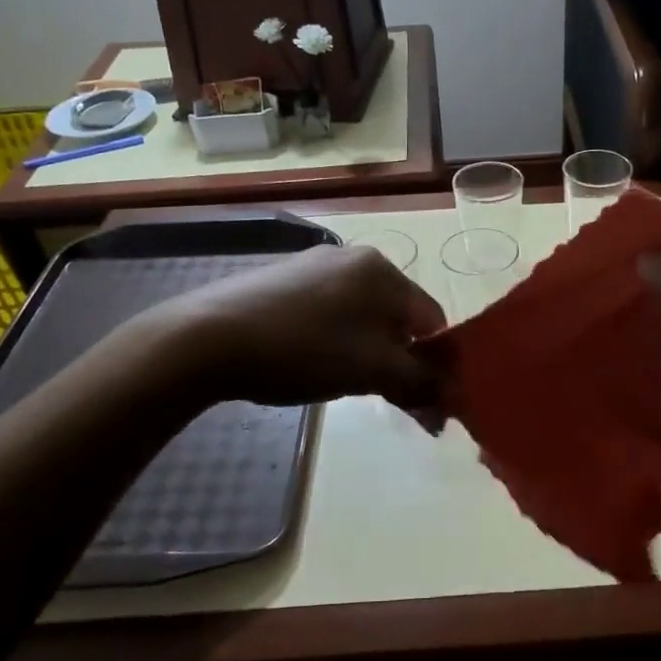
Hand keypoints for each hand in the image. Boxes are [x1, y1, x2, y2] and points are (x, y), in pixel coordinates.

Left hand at [140, 244, 445, 409]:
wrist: (207, 338)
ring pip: (363, 316)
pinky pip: (330, 312)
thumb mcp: (371, 371)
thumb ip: (420, 383)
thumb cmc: (303, 350)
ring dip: (369, 353)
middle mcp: (355, 257)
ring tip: (345, 383)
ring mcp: (315, 265)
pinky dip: (336, 340)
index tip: (428, 403)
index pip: (432, 320)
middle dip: (401, 361)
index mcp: (383, 270)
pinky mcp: (284, 279)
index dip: (437, 364)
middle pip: (398, 317)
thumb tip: (453, 398)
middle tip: (388, 399)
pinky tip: (312, 362)